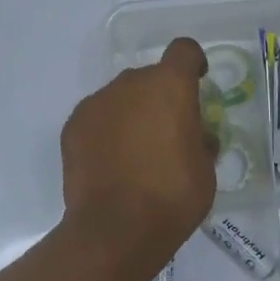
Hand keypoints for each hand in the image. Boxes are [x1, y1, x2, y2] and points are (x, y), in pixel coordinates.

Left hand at [60, 38, 216, 269]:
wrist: (114, 230)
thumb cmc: (172, 197)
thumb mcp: (205, 170)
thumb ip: (201, 141)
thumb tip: (197, 137)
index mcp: (170, 85)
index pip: (184, 50)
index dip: (193, 63)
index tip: (197, 84)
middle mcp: (131, 82)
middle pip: (150, 77)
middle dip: (160, 97)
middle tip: (167, 134)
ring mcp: (98, 101)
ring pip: (122, 97)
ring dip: (132, 113)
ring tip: (135, 153)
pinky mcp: (73, 124)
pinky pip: (98, 117)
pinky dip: (106, 131)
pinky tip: (110, 163)